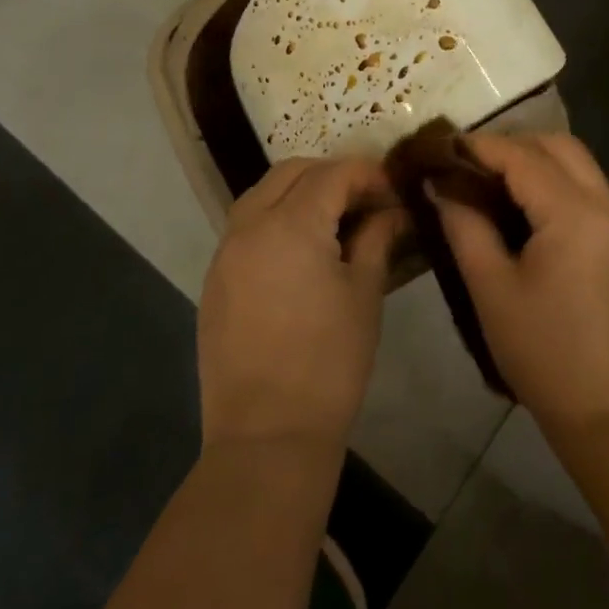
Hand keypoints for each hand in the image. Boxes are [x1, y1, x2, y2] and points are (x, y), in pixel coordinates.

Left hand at [198, 157, 401, 451]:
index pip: (333, 173)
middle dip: (332, 174)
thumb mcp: (364, 294)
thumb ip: (376, 239)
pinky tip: (301, 248)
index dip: (368, 173)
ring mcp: (225, 252)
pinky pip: (246, 225)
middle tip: (366, 199)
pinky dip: (275, 218)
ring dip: (299, 191)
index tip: (394, 189)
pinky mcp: (214, 278)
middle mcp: (249, 226)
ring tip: (334, 218)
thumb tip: (392, 211)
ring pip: (262, 194)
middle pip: (291, 172)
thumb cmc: (329, 363)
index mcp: (290, 225)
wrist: (266, 436)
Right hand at [435, 134, 608, 432]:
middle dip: (514, 144)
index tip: (443, 146)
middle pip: (561, 147)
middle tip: (471, 164)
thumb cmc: (543, 353)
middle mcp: (607, 208)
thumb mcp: (491, 289)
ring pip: (579, 167)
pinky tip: (526, 214)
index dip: (481, 147)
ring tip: (492, 185)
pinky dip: (557, 186)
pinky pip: (590, 194)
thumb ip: (464, 226)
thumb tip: (442, 185)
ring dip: (538, 163)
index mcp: (575, 215)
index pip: (523, 157)